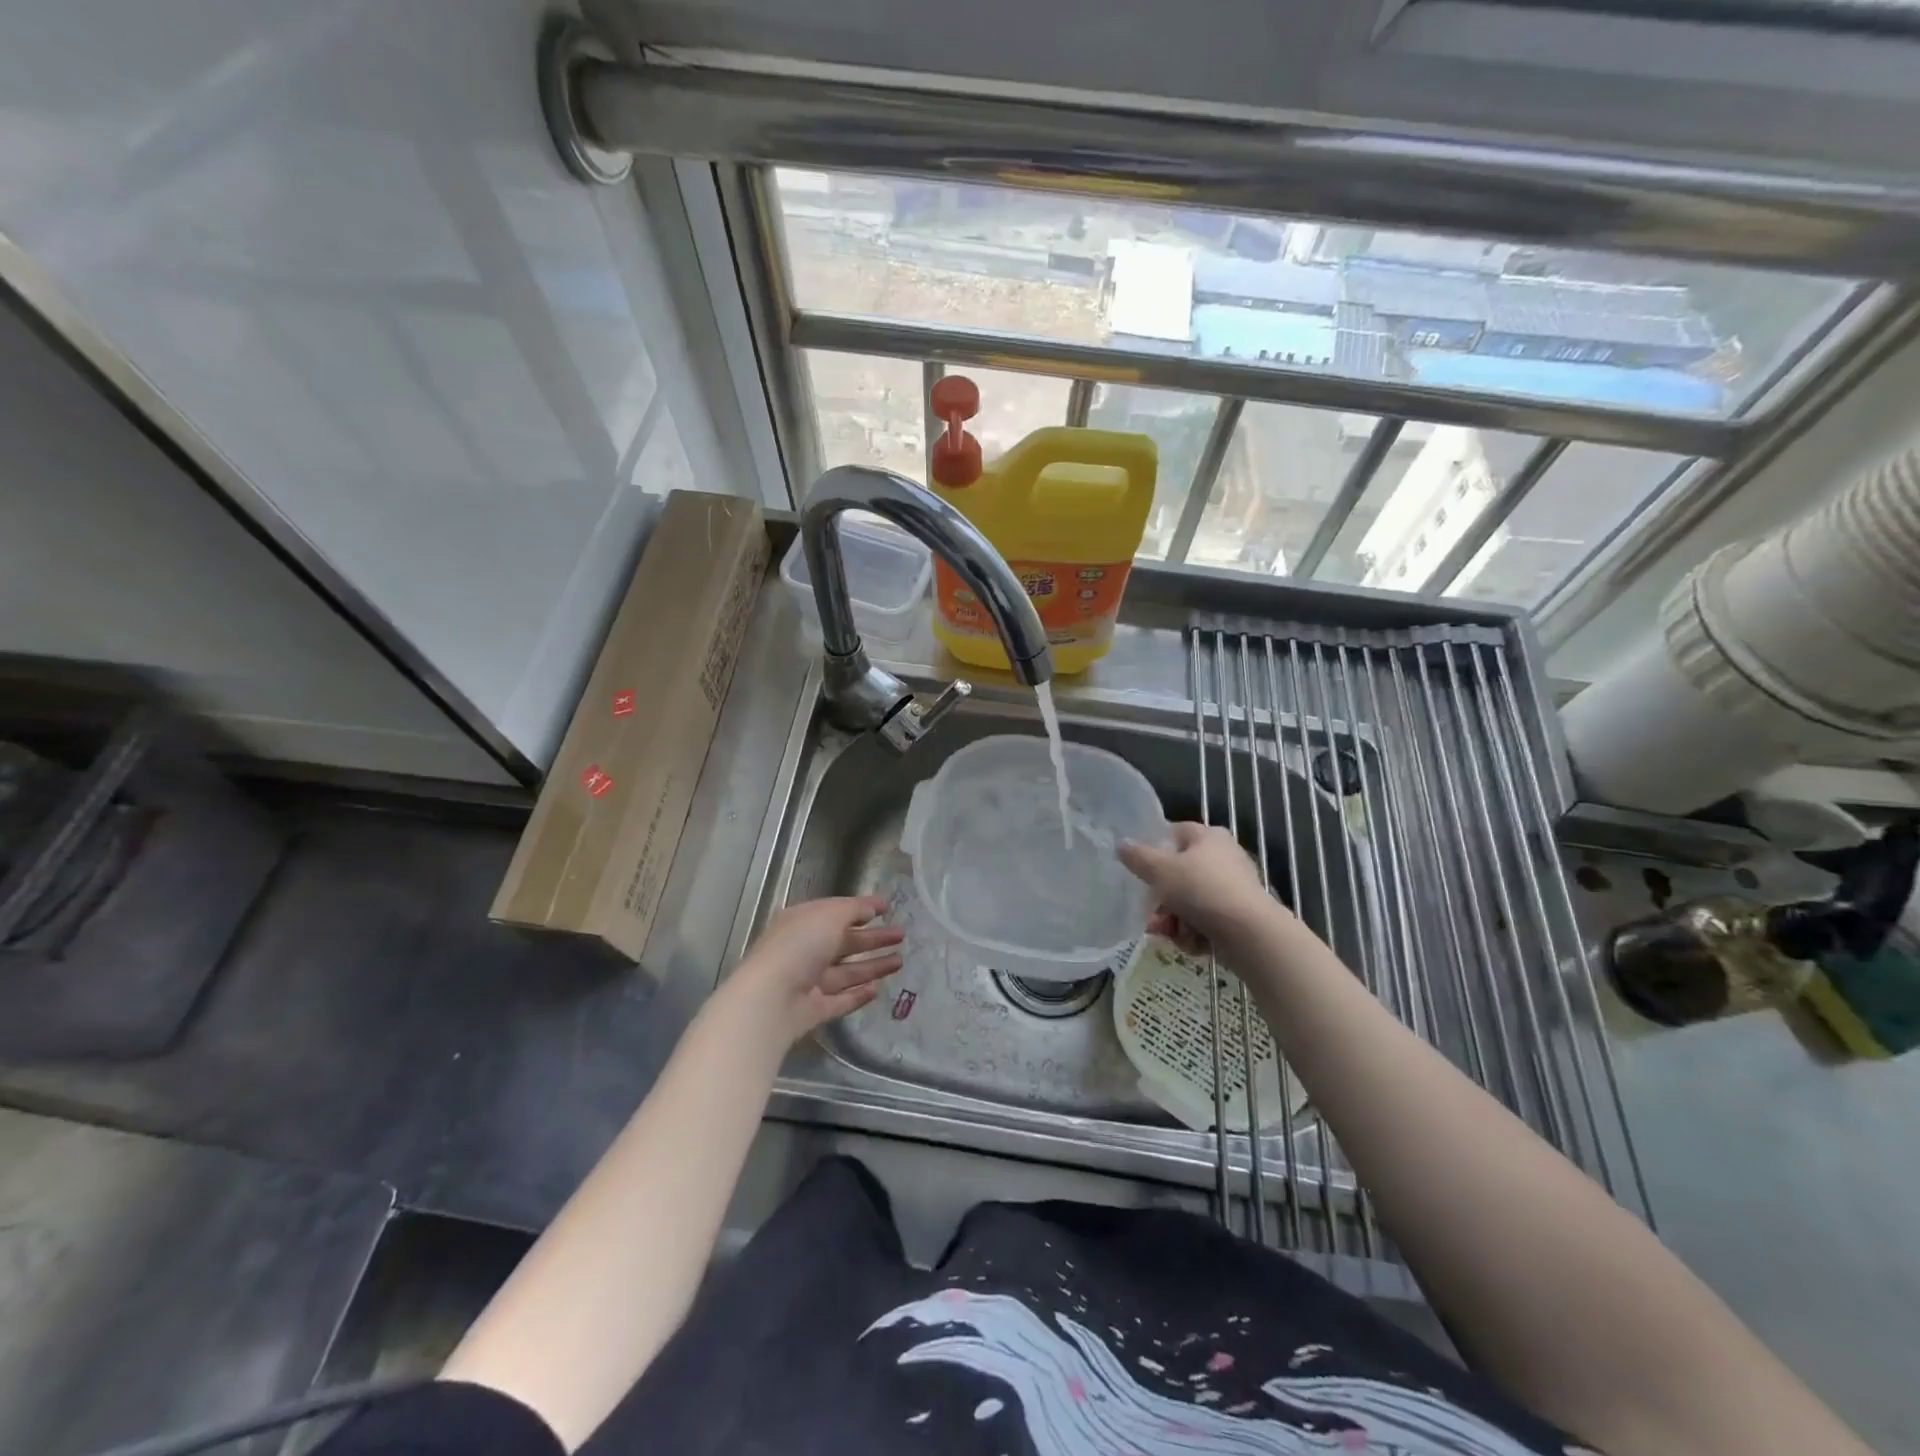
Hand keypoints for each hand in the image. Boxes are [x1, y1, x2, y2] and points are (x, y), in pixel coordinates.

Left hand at [725, 895, 904, 1044]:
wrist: (771, 999)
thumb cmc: (799, 946)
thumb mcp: (829, 915)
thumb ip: (853, 909)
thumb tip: (872, 908)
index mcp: (803, 923)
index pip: (836, 913)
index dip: (862, 909)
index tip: (888, 908)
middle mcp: (805, 951)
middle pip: (845, 943)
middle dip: (874, 939)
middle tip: (902, 935)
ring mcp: (808, 982)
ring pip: (846, 973)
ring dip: (872, 966)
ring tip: (900, 961)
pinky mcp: (813, 1010)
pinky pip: (840, 1000)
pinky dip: (858, 995)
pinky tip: (878, 990)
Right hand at [1118, 822, 1281, 955]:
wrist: (1250, 934)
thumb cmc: (1202, 891)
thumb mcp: (1160, 870)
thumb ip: (1137, 857)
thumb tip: (1121, 844)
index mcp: (1208, 836)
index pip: (1174, 833)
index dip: (1153, 850)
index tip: (1139, 870)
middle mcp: (1224, 857)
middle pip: (1179, 873)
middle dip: (1161, 898)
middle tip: (1150, 914)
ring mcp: (1234, 887)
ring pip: (1190, 901)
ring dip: (1175, 920)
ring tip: (1170, 934)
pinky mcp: (1239, 915)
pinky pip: (1206, 920)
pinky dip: (1195, 932)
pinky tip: (1192, 944)